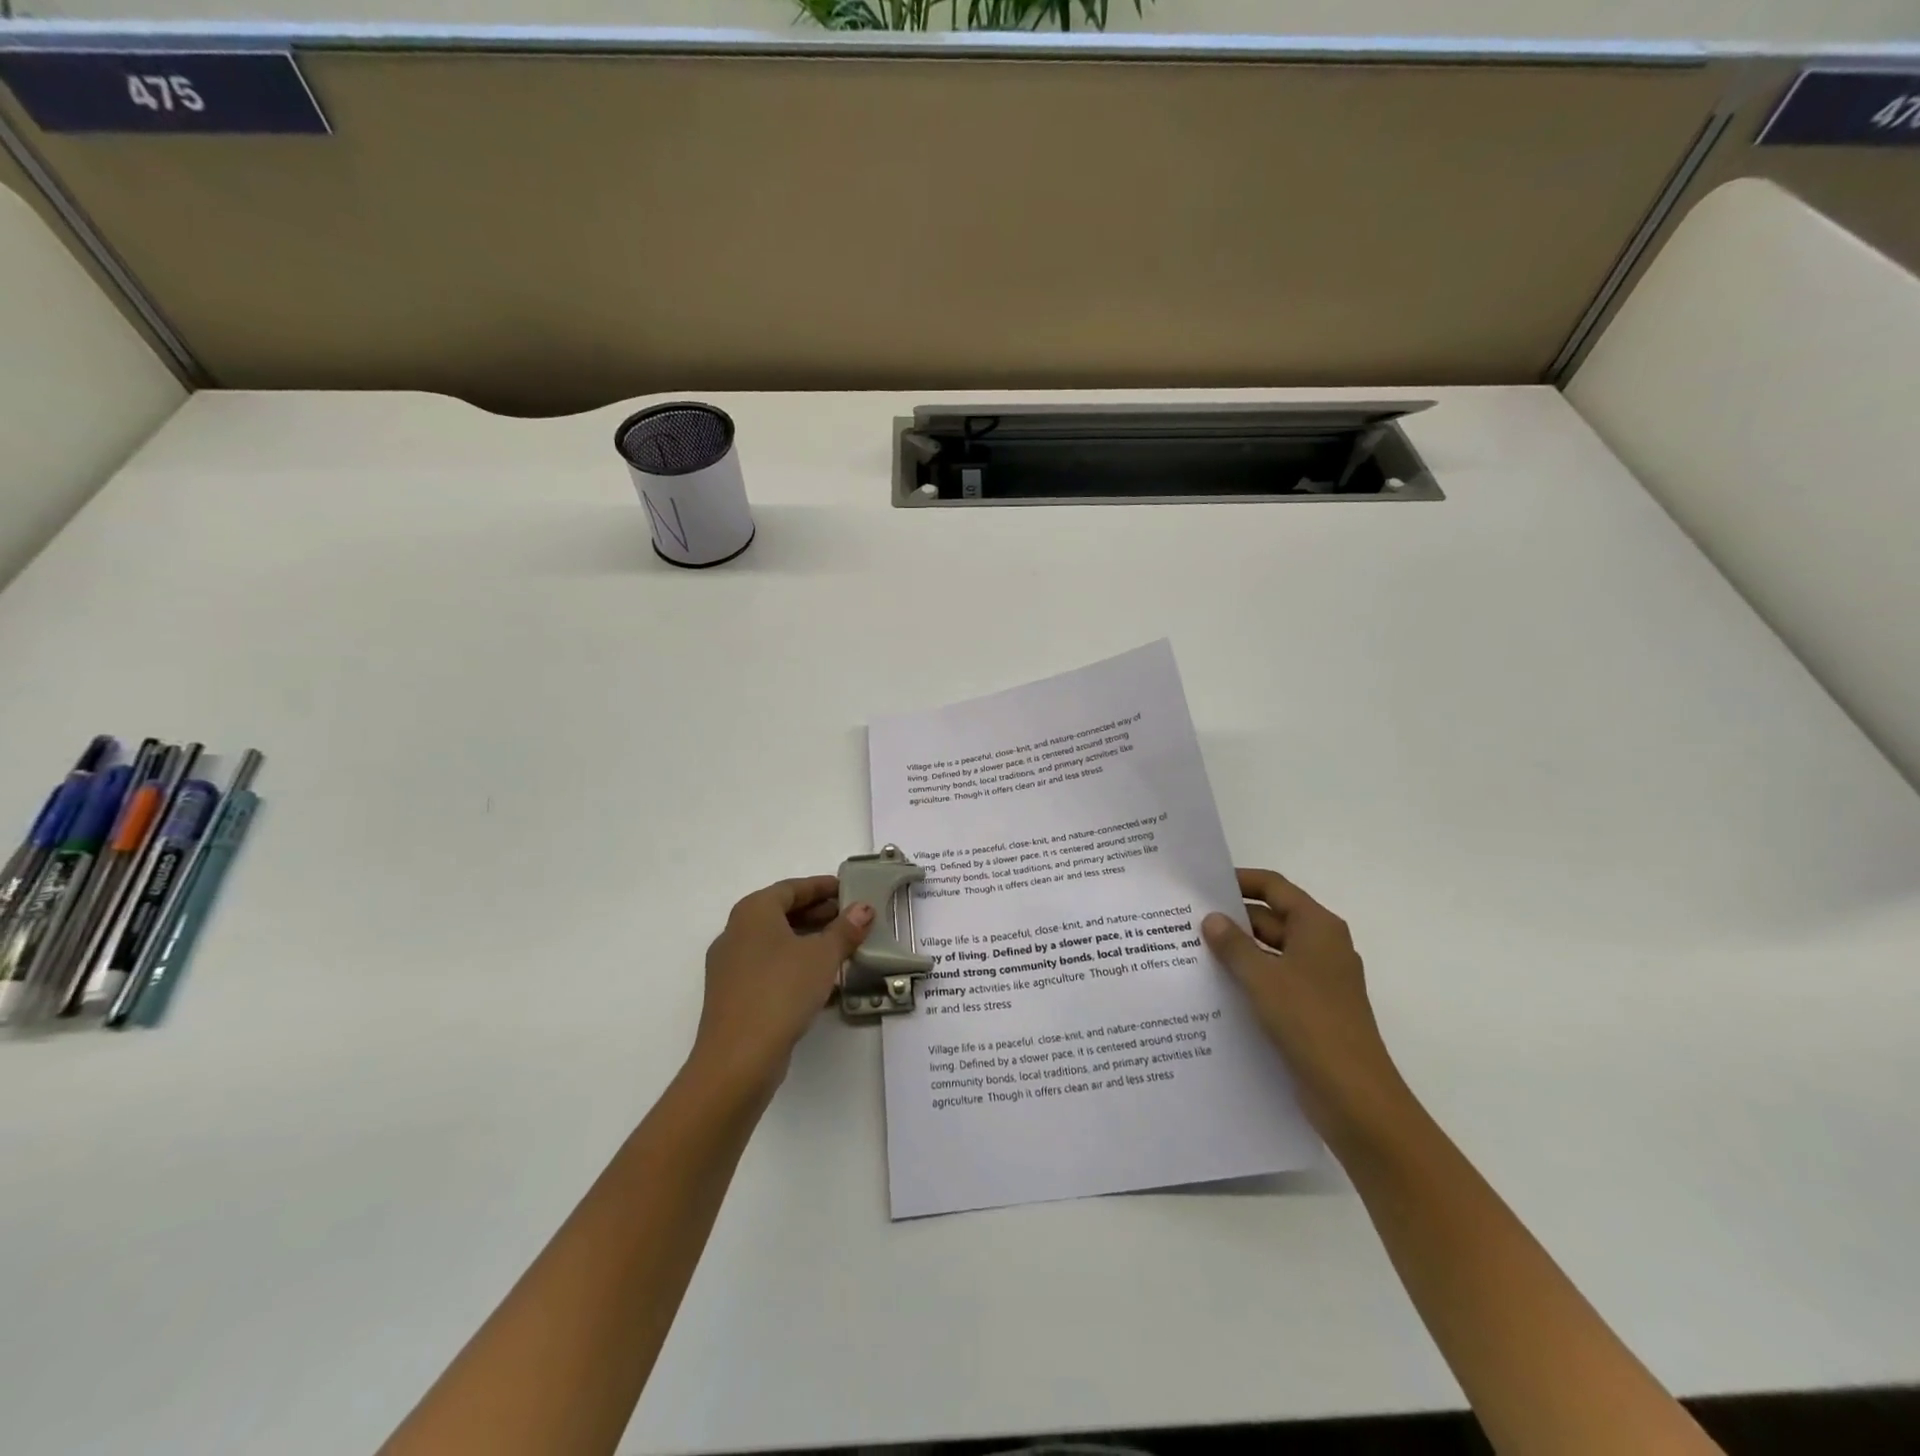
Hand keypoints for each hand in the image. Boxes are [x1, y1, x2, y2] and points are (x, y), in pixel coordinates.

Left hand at [688, 875, 873, 1097]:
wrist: (738, 1058)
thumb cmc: (781, 991)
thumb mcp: (822, 956)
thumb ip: (845, 929)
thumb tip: (863, 908)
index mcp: (753, 912)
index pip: (792, 888)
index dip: (821, 887)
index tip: (848, 889)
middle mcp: (736, 932)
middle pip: (782, 913)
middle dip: (818, 914)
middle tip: (851, 919)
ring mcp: (731, 966)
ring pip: (776, 942)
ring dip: (808, 942)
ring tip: (842, 948)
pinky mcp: (733, 995)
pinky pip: (769, 968)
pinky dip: (795, 966)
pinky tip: (821, 981)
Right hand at [1203, 868, 1410, 1144]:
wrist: (1353, 1096)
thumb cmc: (1310, 1022)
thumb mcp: (1262, 977)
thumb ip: (1233, 945)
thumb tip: (1211, 918)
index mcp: (1317, 927)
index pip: (1274, 887)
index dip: (1240, 880)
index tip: (1203, 884)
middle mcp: (1321, 946)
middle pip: (1271, 919)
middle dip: (1231, 920)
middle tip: (1184, 921)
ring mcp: (1317, 980)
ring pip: (1269, 953)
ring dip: (1236, 952)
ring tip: (1189, 952)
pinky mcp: (1310, 1010)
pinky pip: (1273, 981)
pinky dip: (1247, 979)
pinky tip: (1212, 988)